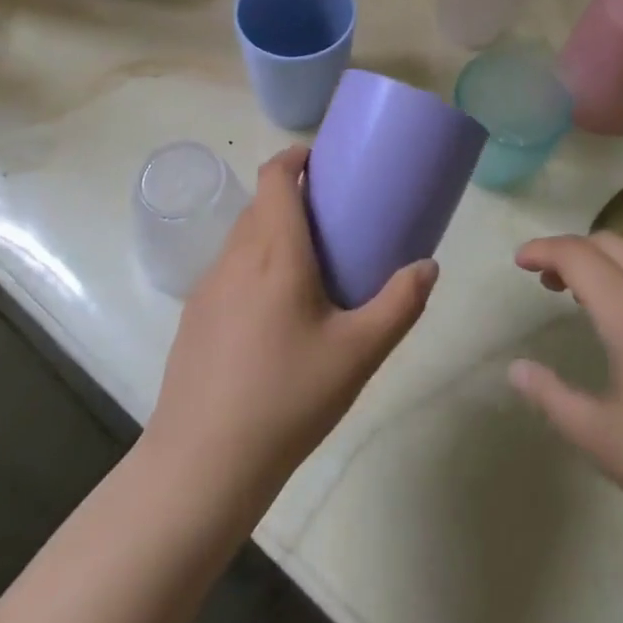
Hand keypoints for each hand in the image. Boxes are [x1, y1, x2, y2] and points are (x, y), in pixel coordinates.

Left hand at [146, 145, 437, 502]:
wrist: (201, 466)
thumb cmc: (286, 399)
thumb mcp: (358, 354)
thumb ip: (399, 305)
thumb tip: (428, 266)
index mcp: (274, 250)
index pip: (274, 175)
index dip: (295, 156)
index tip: (324, 160)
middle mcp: (235, 256)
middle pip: (260, 202)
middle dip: (293, 195)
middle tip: (333, 218)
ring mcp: (207, 286)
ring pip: (243, 236)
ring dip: (273, 230)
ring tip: (309, 264)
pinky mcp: (193, 317)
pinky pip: (229, 269)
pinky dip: (254, 264)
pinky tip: (274, 314)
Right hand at [509, 232, 622, 571]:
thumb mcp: (605, 441)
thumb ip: (553, 399)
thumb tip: (516, 369)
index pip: (576, 254)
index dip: (542, 250)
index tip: (519, 261)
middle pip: (612, 242)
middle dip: (574, 250)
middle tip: (548, 281)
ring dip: (610, 260)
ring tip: (591, 296)